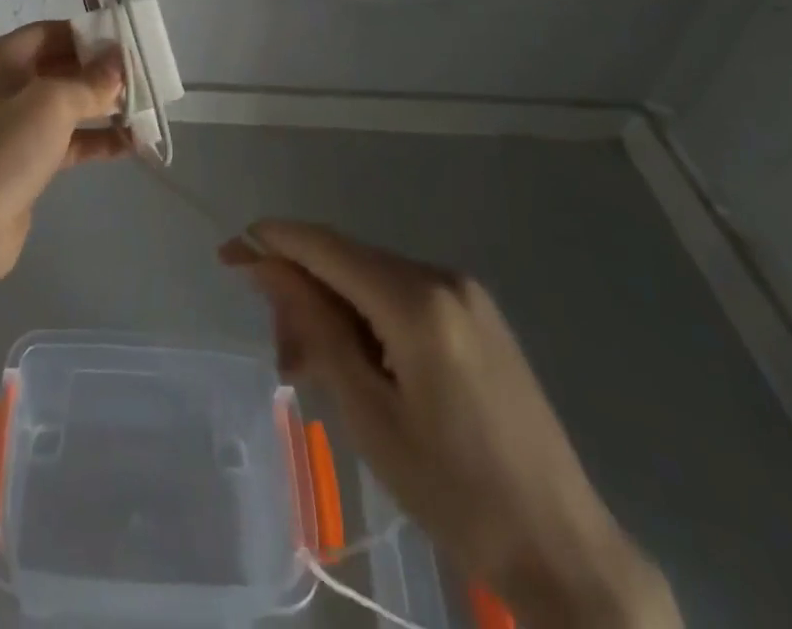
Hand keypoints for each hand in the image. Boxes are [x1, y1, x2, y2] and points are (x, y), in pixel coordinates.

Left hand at [0, 21, 127, 282]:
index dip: (90, 33)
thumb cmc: (5, 150)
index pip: (54, 31)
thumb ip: (90, 81)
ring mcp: (19, 124)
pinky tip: (133, 144)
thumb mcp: (52, 104)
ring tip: (148, 109)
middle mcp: (10, 85)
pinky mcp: (30, 159)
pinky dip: (98, 140)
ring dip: (106, 106)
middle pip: (64, 66)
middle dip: (103, 72)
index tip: (130, 41)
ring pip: (71, 104)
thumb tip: (119, 63)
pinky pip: (71, 140)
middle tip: (147, 76)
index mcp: (6, 59)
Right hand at [223, 222, 678, 628]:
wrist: (565, 549)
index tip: (227, 253)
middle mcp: (441, 276)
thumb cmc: (455, 491)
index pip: (325, 247)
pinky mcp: (475, 314)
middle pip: (346, 262)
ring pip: (370, 280)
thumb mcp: (367, 411)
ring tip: (312, 371)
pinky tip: (355, 363)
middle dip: (301, 294)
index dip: (272, 242)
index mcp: (417, 299)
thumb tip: (263, 264)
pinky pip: (400, 296)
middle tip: (282, 358)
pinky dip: (365, 320)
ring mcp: (464, 293)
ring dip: (331, 312)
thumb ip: (313, 325)